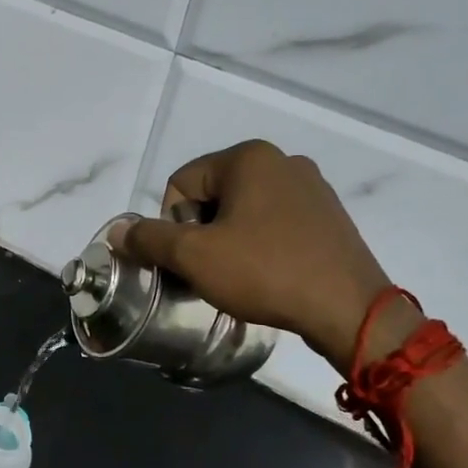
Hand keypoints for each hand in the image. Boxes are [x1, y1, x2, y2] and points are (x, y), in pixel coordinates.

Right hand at [119, 140, 392, 367]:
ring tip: (240, 276)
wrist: (349, 310)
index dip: (174, 224)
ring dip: (229, 240)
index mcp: (249, 157)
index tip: (193, 257)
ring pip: (244, 210)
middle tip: (212, 269)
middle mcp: (282, 160)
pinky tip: (268, 274)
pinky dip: (260, 245)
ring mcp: (312, 187)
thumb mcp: (194, 256)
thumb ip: (149, 239)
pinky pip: (275, 222)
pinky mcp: (329, 216)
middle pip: (212, 194)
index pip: (181, 182)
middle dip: (202, 232)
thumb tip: (118, 232)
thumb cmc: (265, 272)